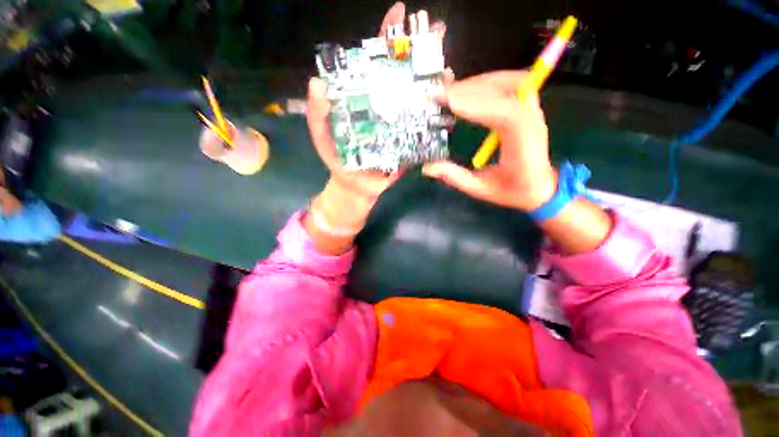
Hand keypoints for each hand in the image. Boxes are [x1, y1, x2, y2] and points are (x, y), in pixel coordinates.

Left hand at [304, 2, 446, 253]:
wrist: (355, 187)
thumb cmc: (338, 160)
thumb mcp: (322, 135)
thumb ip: (318, 113)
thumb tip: (317, 83)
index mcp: (366, 99)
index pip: (376, 63)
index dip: (386, 38)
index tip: (398, 12)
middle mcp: (387, 107)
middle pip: (403, 75)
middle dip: (419, 51)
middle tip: (437, 30)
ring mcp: (401, 125)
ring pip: (419, 98)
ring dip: (434, 81)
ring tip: (446, 67)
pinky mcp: (411, 144)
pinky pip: (426, 129)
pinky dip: (437, 117)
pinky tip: (449, 104)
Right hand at [422, 71, 557, 211]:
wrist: (541, 187)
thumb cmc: (513, 191)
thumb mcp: (480, 189)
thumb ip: (454, 177)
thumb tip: (427, 167)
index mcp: (520, 139)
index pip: (498, 111)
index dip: (470, 102)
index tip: (444, 99)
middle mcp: (529, 117)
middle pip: (500, 90)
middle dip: (467, 89)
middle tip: (440, 93)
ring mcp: (531, 109)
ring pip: (506, 81)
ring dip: (476, 83)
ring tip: (451, 89)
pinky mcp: (526, 107)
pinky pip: (509, 84)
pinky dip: (488, 82)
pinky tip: (471, 88)